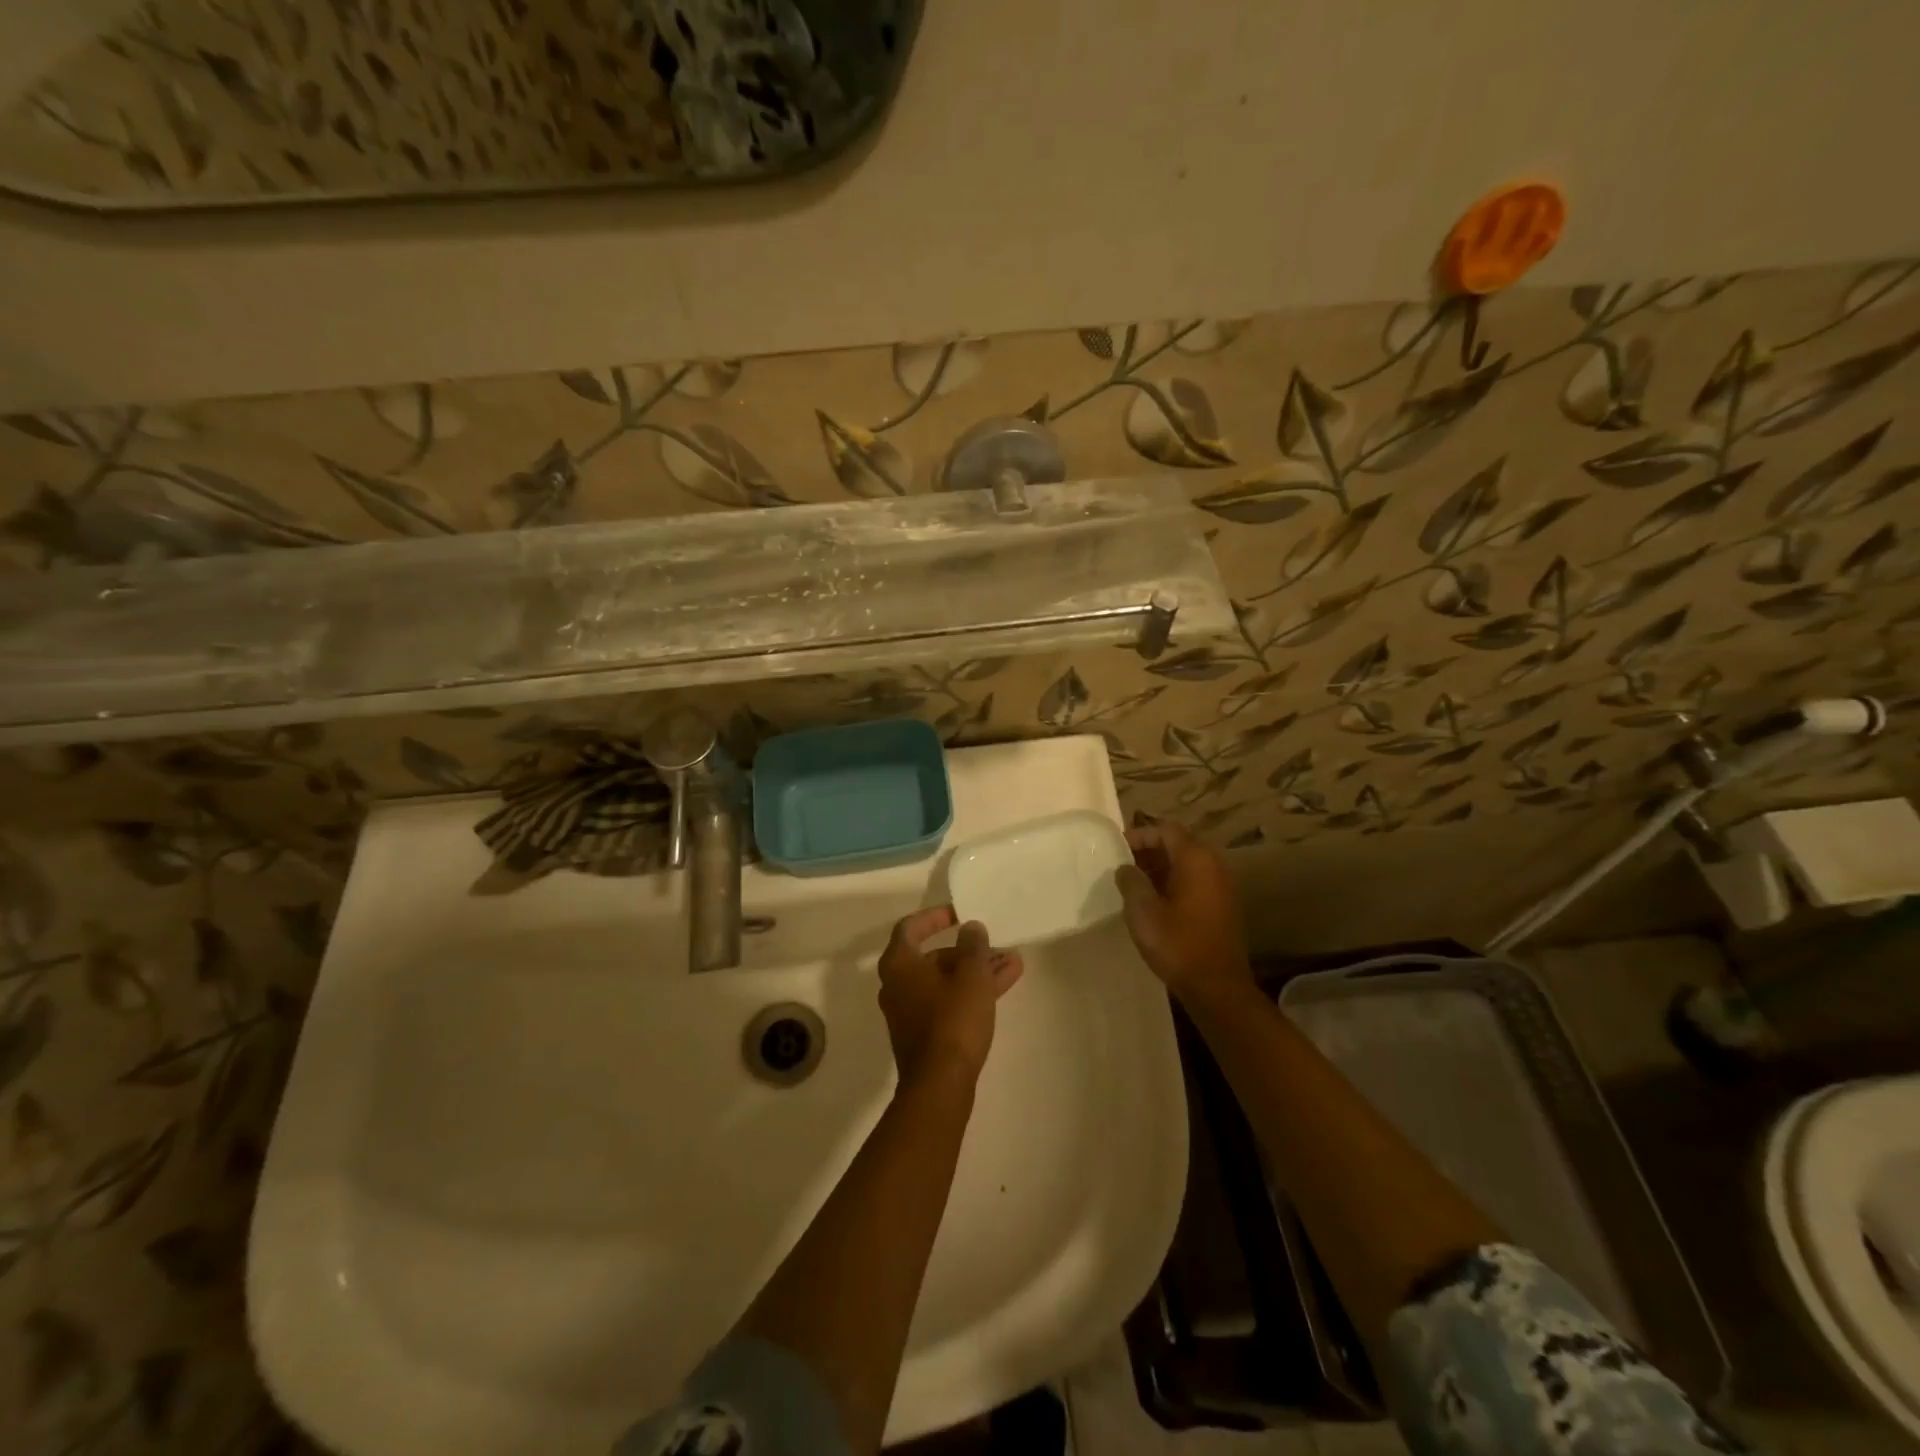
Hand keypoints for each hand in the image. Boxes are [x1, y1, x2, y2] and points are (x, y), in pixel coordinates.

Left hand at [877, 906, 1024, 1088]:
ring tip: (1012, 964)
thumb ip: (973, 946)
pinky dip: (969, 992)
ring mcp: (908, 1012)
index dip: (935, 917)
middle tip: (996, 946)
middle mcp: (896, 985)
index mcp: (899, 964)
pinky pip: (946, 1002)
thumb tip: (971, 929)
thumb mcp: (971, 975)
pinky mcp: (922, 1035)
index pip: (911, 927)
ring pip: (944, 981)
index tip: (960, 913)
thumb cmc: (953, 1020)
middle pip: (932, 956)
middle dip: (967, 950)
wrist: (940, 1084)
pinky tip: (1001, 988)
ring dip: (975, 971)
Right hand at [1114, 821, 1252, 1004]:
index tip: (1116, 850)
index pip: (1165, 829)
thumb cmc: (1178, 944)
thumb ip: (1130, 881)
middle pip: (1178, 844)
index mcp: (1196, 859)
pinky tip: (1154, 904)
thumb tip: (1126, 868)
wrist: (1217, 987)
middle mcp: (1213, 865)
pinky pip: (1194, 882)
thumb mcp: (1142, 910)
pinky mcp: (1222, 906)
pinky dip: (1173, 883)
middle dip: (1148, 851)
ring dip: (1159, 869)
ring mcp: (1221, 886)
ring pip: (1186, 864)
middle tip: (1121, 866)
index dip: (1139, 835)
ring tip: (1133, 885)